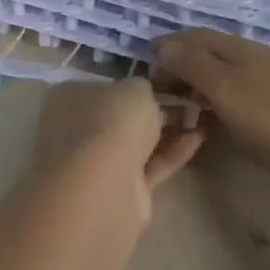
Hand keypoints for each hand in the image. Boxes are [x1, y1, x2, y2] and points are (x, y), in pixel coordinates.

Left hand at [34, 80, 204, 191]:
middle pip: (119, 116)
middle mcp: (76, 130)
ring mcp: (97, 163)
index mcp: (69, 99)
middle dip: (151, 109)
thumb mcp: (135, 88)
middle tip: (187, 98)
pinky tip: (200, 136)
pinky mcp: (122, 189)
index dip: (131, 84)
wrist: (107, 185)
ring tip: (201, 115)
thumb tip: (143, 92)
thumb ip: (142, 87)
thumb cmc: (112, 122)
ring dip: (166, 130)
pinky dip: (172, 152)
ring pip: (136, 142)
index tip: (163, 80)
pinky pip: (150, 165)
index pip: (100, 86)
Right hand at [150, 30, 269, 169]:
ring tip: (190, 103)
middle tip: (164, 91)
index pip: (190, 37)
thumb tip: (163, 44)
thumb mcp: (224, 90)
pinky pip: (244, 84)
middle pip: (208, 51)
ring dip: (203, 80)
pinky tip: (227, 110)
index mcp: (232, 48)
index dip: (166, 49)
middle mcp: (251, 52)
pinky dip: (224, 93)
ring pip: (227, 68)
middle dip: (182, 64)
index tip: (148, 70)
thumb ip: (192, 66)